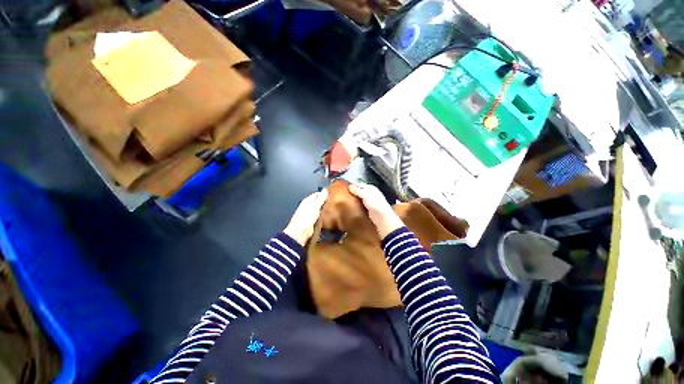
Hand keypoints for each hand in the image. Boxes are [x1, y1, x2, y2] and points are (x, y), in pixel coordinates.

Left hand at [283, 189, 328, 245]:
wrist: (300, 232)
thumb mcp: (315, 205)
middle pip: (318, 201)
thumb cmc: (307, 217)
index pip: (317, 194)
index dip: (324, 194)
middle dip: (325, 202)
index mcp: (307, 200)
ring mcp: (309, 214)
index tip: (332, 195)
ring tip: (333, 209)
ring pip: (319, 209)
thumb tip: (325, 189)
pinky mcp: (312, 221)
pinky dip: (323, 215)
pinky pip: (319, 216)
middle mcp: (308, 206)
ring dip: (325, 209)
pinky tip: (329, 216)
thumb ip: (321, 198)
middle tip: (334, 203)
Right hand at [349, 183, 404, 238]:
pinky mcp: (369, 207)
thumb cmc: (375, 203)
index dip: (353, 185)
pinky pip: (361, 203)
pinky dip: (357, 203)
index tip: (345, 186)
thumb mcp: (365, 194)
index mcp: (371, 188)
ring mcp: (370, 200)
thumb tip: (350, 186)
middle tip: (344, 192)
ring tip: (346, 198)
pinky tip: (352, 204)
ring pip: (360, 197)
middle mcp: (371, 193)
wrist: (382, 217)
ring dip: (355, 197)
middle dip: (353, 191)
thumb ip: (358, 190)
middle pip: (360, 190)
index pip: (360, 184)